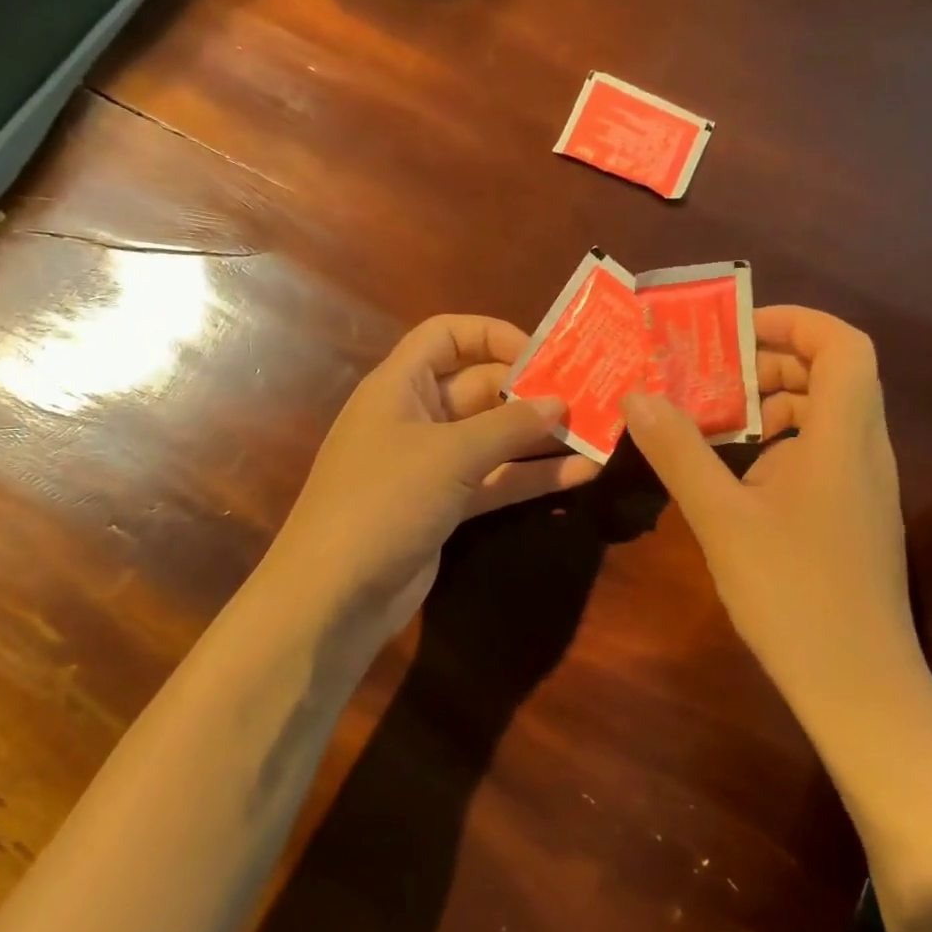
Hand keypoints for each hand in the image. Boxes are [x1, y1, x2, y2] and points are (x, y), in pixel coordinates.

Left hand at [267, 314, 600, 641]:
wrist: (334, 596)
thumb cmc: (384, 501)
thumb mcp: (450, 454)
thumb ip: (509, 425)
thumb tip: (560, 402)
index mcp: (400, 385)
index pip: (446, 335)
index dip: (493, 335)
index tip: (544, 355)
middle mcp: (415, 417)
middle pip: (479, 387)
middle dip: (531, 392)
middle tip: (588, 397)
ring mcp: (431, 465)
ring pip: (493, 438)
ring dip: (540, 437)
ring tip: (597, 434)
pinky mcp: (445, 506)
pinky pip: (494, 480)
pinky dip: (531, 476)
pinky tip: (581, 475)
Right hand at [620, 306, 922, 727]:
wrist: (857, 685)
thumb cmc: (792, 593)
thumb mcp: (721, 518)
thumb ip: (679, 451)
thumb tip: (637, 395)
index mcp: (843, 437)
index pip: (843, 344)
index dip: (795, 322)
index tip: (734, 334)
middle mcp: (864, 450)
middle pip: (833, 373)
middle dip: (771, 363)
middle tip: (711, 378)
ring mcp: (863, 485)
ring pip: (826, 415)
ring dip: (773, 405)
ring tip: (714, 423)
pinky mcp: (853, 514)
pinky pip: (821, 452)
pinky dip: (780, 442)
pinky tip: (736, 476)